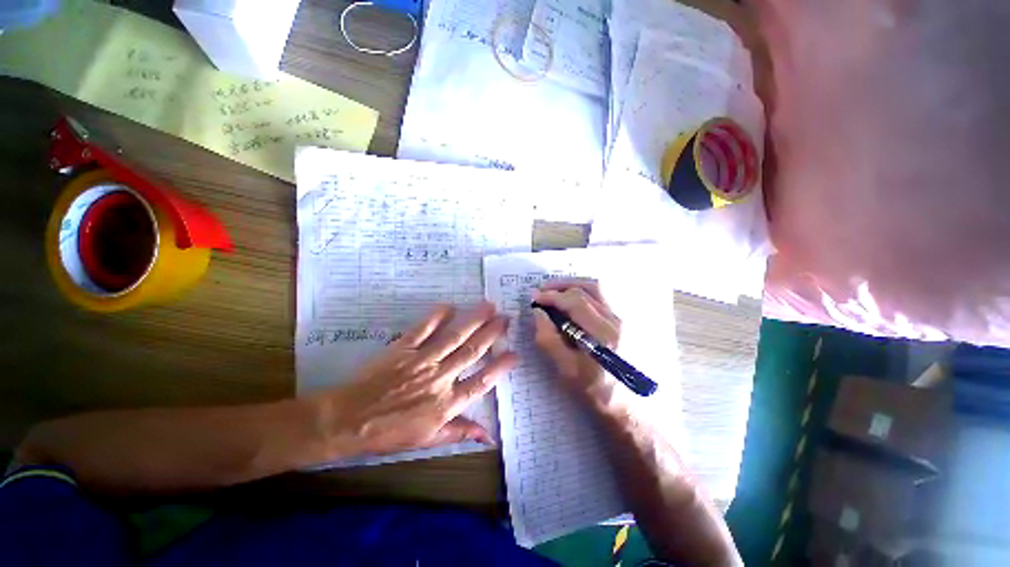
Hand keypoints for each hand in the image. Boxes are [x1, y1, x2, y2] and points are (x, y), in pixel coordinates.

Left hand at [317, 303, 516, 456]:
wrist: (348, 420)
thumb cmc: (389, 433)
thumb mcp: (427, 440)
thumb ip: (459, 432)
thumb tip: (489, 436)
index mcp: (446, 404)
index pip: (481, 382)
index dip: (500, 368)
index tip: (514, 354)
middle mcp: (439, 378)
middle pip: (472, 352)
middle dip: (492, 333)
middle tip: (506, 318)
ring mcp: (422, 360)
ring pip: (454, 337)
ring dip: (474, 320)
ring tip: (489, 306)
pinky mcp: (403, 348)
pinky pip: (423, 329)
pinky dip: (437, 316)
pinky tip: (450, 306)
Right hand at [532, 281, 621, 404]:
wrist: (632, 407)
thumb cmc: (596, 392)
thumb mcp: (567, 370)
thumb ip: (549, 340)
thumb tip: (538, 313)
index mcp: (604, 335)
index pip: (575, 302)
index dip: (552, 296)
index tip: (535, 297)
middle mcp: (618, 321)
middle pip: (590, 289)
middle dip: (563, 286)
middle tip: (544, 290)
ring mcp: (626, 320)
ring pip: (599, 290)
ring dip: (575, 286)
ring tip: (558, 292)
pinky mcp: (626, 322)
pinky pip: (605, 298)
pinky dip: (587, 293)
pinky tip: (575, 301)